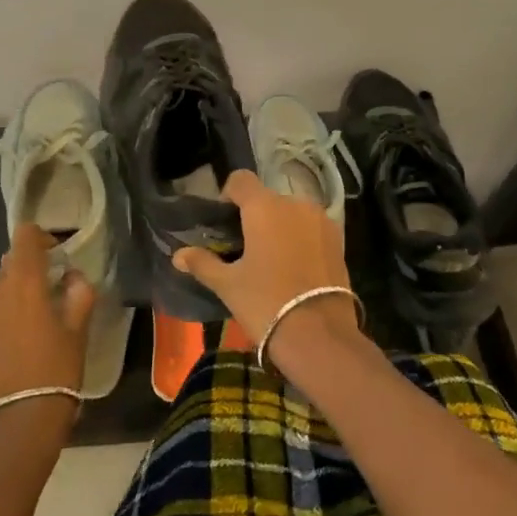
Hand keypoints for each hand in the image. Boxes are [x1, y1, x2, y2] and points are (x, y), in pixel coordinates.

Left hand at [0, 224, 96, 435]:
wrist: (14, 431)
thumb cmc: (55, 375)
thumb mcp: (78, 335)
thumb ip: (79, 295)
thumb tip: (73, 277)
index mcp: (22, 283)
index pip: (25, 236)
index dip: (38, 239)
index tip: (51, 256)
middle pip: (6, 275)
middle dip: (23, 286)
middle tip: (40, 315)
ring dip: (1, 314)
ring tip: (16, 346)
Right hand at [171, 171, 360, 354]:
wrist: (320, 335)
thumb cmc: (266, 302)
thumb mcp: (228, 285)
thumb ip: (203, 263)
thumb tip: (178, 255)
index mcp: (264, 207)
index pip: (240, 180)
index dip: (228, 195)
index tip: (223, 223)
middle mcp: (294, 203)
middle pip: (267, 198)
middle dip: (254, 216)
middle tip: (243, 248)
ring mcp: (321, 219)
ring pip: (291, 212)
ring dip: (279, 226)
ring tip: (270, 260)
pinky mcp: (338, 239)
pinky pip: (311, 227)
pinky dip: (300, 238)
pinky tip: (294, 267)